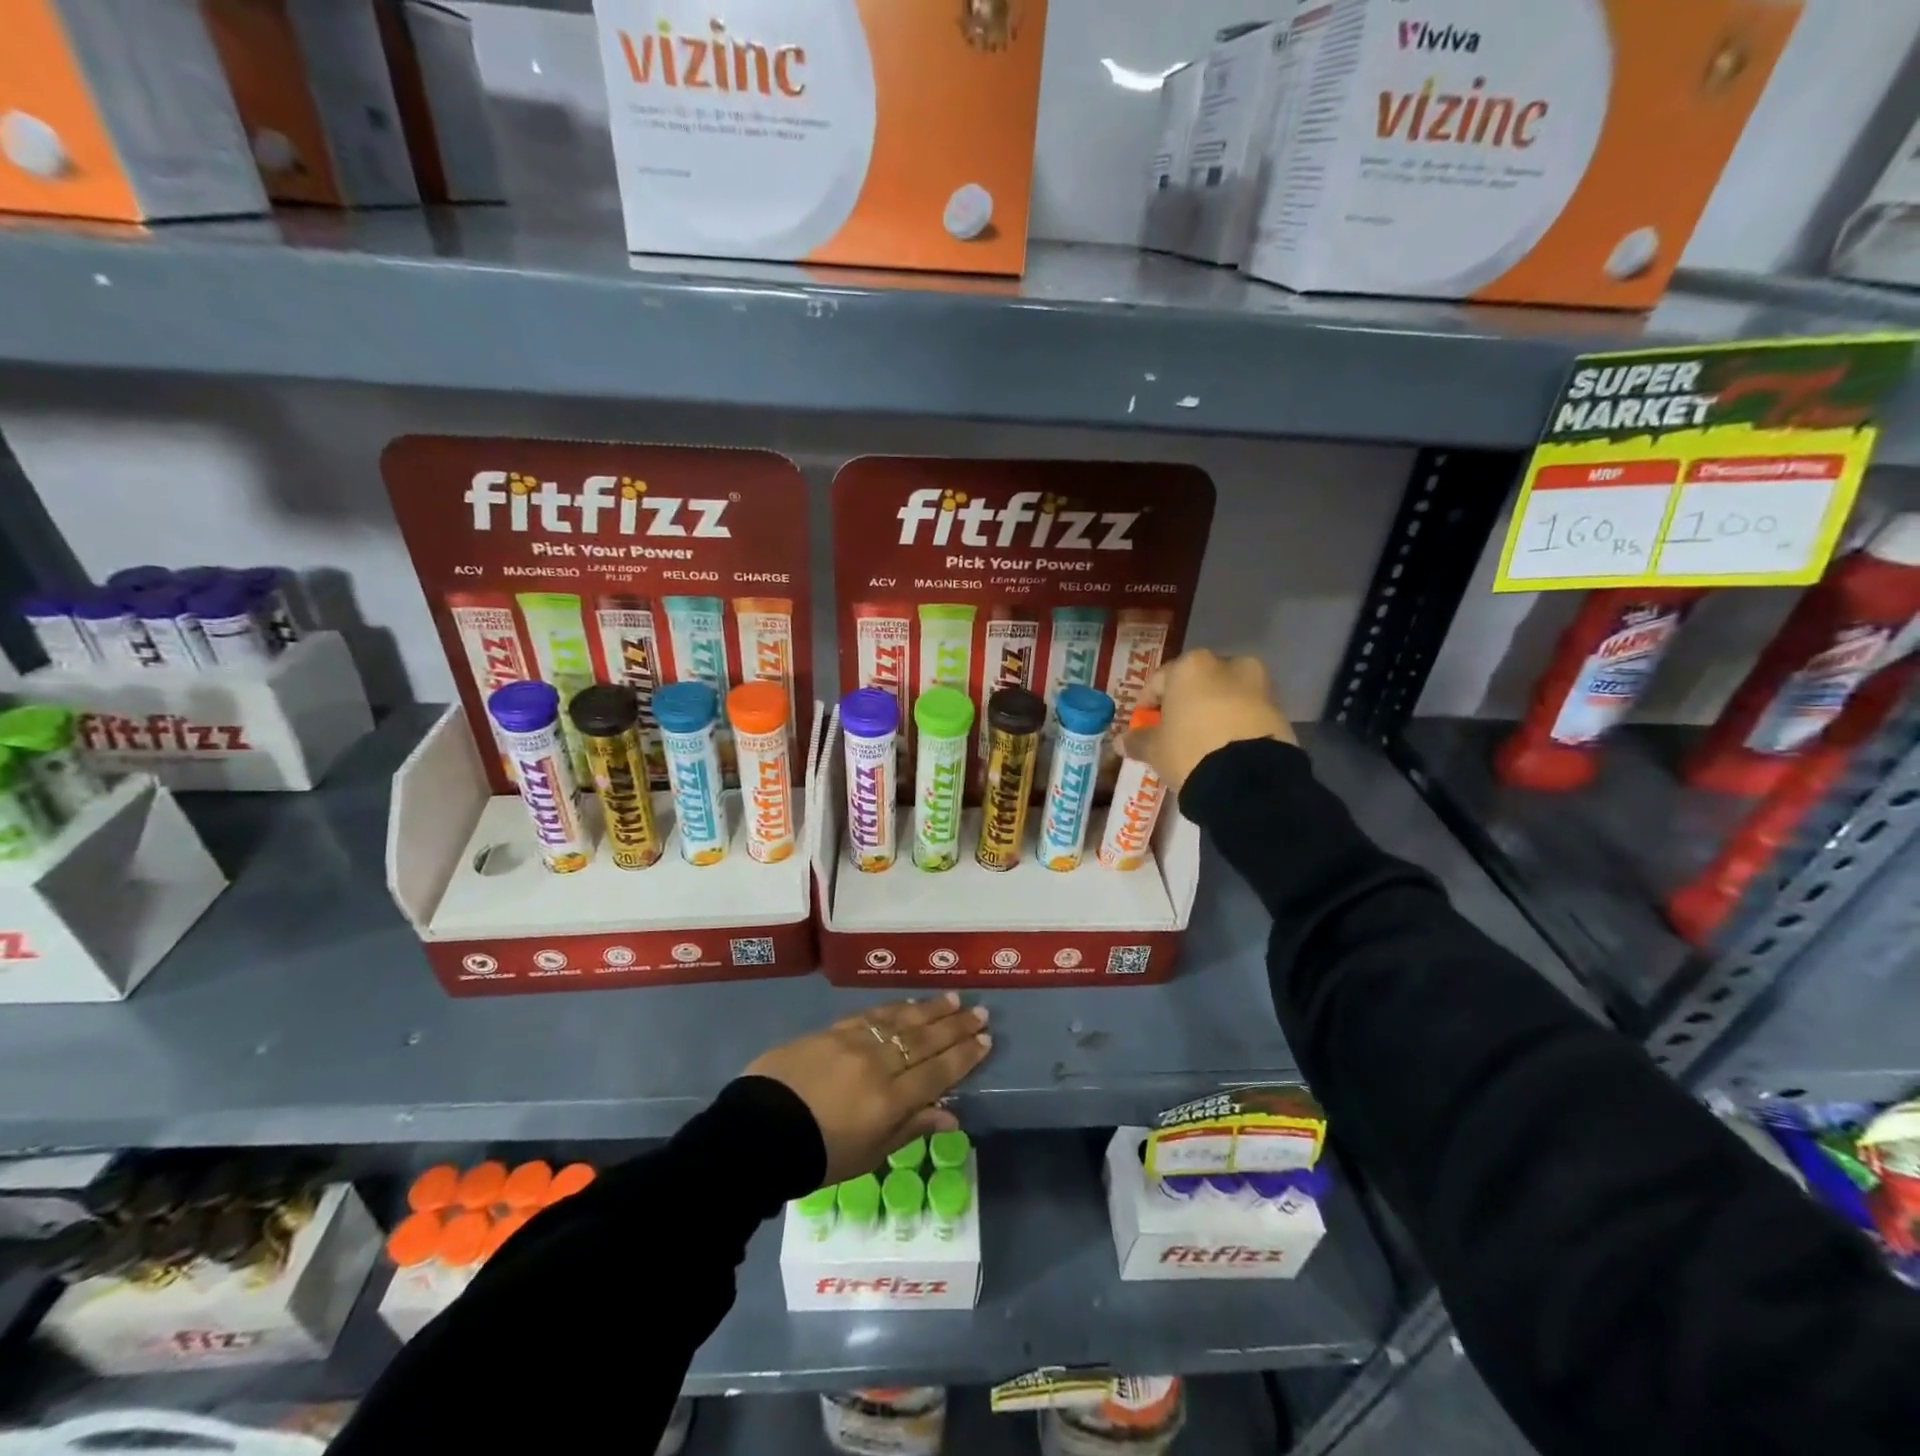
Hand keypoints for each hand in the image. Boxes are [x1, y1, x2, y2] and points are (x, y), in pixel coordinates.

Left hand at [744, 994, 992, 1184]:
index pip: (938, 1073)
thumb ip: (910, 1129)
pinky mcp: (831, 1030)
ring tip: (953, 998)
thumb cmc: (815, 1156)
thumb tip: (952, 1116)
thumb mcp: (867, 1155)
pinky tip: (910, 1003)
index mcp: (889, 1101)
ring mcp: (854, 1042)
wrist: (756, 1133)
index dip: (964, 1056)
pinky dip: (895, 1008)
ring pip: (902, 1020)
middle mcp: (878, 1064)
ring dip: (931, 1010)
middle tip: (980, 1012)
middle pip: (925, 1040)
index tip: (985, 1040)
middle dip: (956, 1026)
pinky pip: (872, 1014)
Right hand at [1125, 649, 1295, 792]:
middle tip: (1175, 732)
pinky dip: (1235, 726)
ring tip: (1202, 742)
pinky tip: (1225, 749)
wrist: (1249, 780)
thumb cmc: (1190, 750)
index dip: (1147, 704)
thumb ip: (1137, 740)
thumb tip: (1121, 740)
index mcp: (1192, 665)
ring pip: (1226, 696)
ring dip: (1213, 713)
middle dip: (1185, 704)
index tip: (1144, 726)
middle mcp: (1228, 664)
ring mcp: (1259, 686)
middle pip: (1197, 683)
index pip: (1159, 681)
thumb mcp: (1155, 749)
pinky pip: (1247, 714)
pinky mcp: (1279, 711)